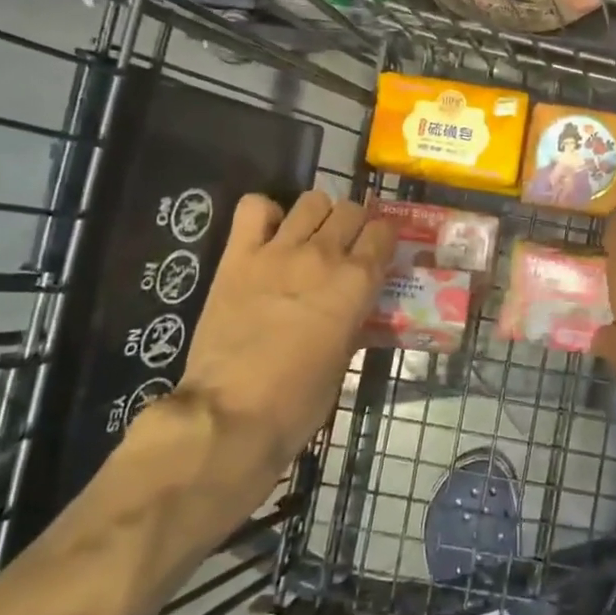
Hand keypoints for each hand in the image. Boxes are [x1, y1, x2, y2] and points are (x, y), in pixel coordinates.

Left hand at [133, 190, 394, 480]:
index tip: (378, 252)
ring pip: (311, 201)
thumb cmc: (298, 400)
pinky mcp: (238, 256)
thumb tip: (353, 306)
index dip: (383, 239)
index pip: (384, 232)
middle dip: (354, 224)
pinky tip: (268, 235)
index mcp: (356, 282)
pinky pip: (254, 207)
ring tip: (309, 237)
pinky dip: (265, 214)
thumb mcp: (345, 359)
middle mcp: (323, 255)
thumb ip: (353, 319)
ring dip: (317, 215)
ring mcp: (278, 251)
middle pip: (351, 210)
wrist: (231, 413)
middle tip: (345, 247)